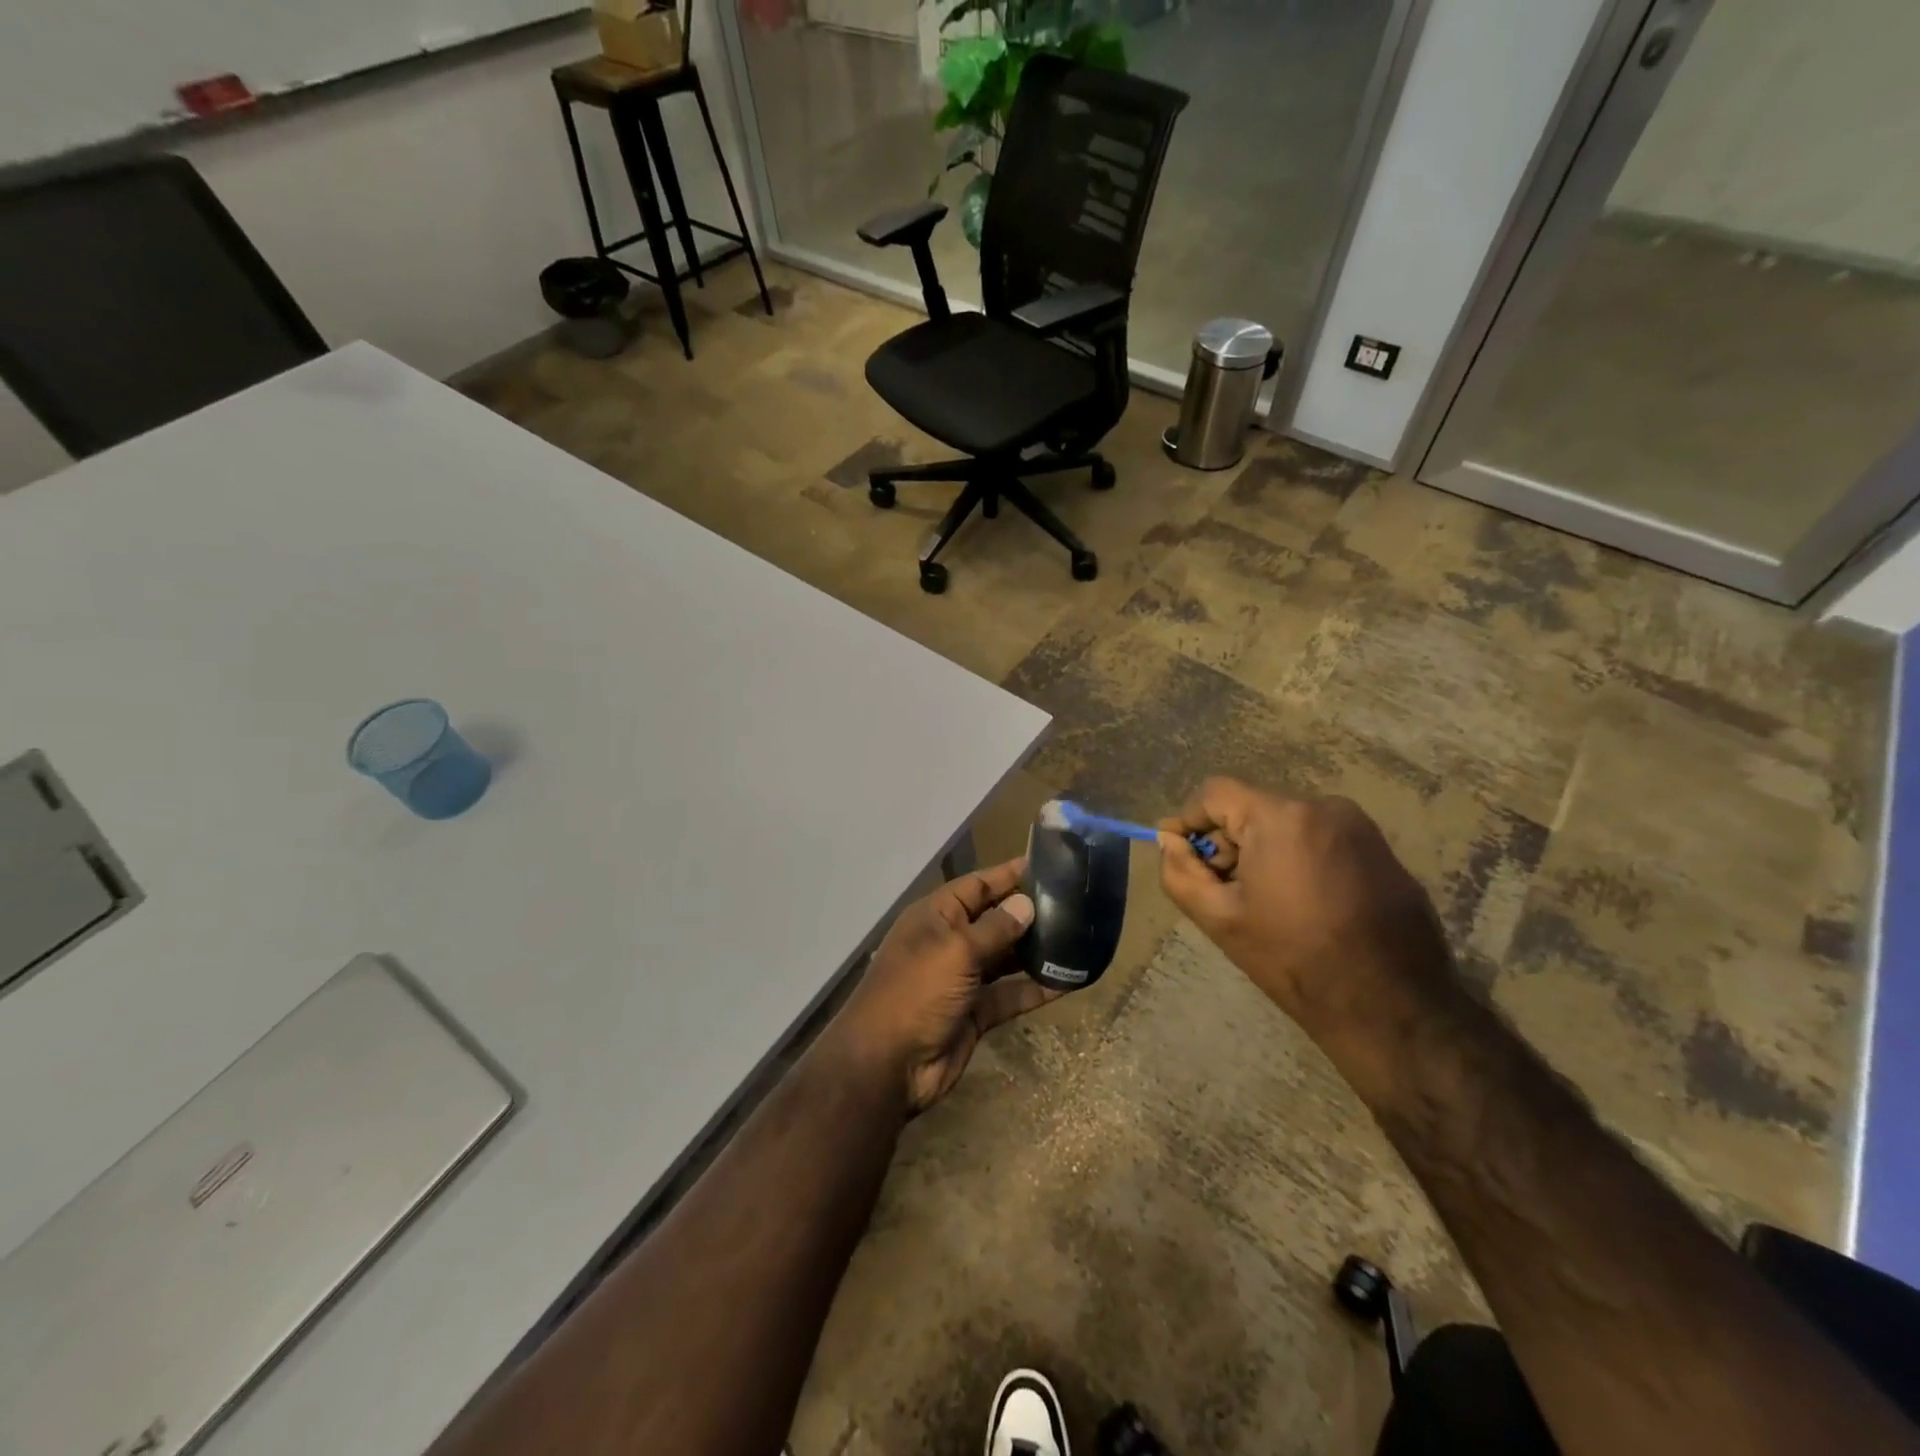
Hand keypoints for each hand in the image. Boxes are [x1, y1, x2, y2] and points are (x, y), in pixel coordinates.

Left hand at [831, 857, 1057, 1113]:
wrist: (888, 1064)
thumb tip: (1026, 903)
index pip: (978, 885)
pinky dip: (1035, 989)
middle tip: (1075, 903)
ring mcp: (963, 979)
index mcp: (936, 916)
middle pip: (995, 919)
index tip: (1048, 864)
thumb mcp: (956, 950)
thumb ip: (995, 927)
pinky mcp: (975, 1012)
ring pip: (1006, 957)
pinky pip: (1010, 994)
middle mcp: (950, 942)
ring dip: (1036, 950)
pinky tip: (1069, 981)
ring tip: (1078, 937)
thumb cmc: (917, 991)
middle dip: (1028, 912)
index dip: (1009, 874)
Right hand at [1156, 778, 1456, 1051]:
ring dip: (1262, 851)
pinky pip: (1320, 839)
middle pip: (1252, 807)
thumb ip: (1180, 872)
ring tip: (1261, 901)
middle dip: (1227, 841)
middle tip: (1219, 888)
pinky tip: (1301, 905)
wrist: (1391, 1007)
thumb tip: (1168, 841)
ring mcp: (1360, 827)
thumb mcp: (1219, 919)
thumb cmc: (1294, 960)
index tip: (1180, 854)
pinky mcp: (1383, 850)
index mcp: (1281, 817)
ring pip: (1287, 823)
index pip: (1215, 793)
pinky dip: (1298, 859)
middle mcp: (1324, 806)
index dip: (1188, 820)